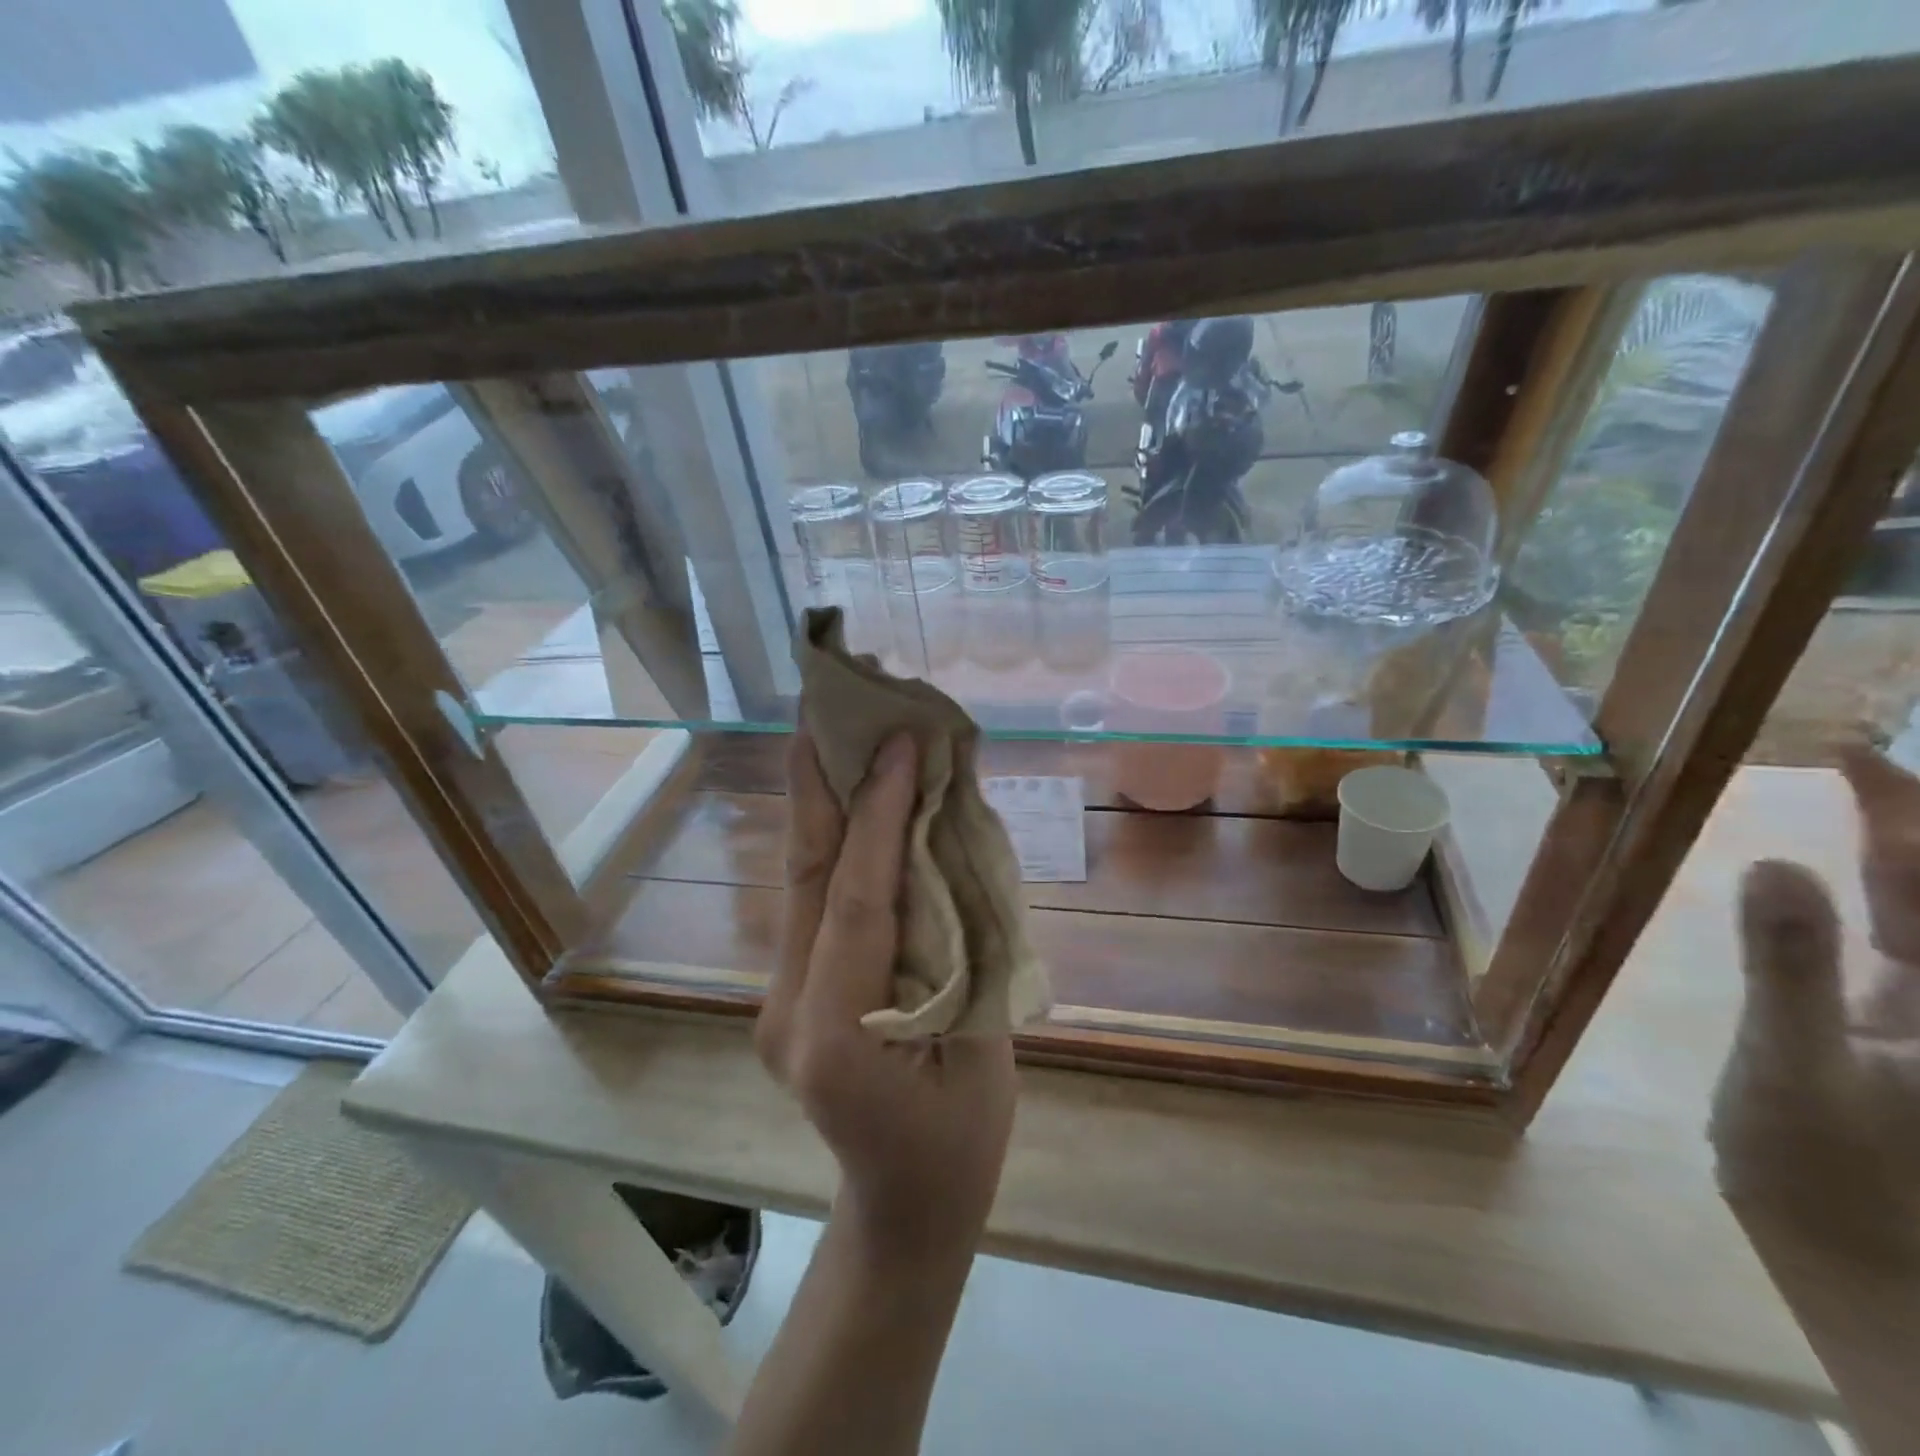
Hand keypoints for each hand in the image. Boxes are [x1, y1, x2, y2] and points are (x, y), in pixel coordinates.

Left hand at [756, 730, 1016, 1264]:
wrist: (904, 1204)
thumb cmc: (958, 1142)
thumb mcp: (983, 1050)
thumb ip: (964, 946)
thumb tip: (953, 844)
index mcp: (836, 1036)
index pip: (855, 899)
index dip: (878, 815)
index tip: (899, 741)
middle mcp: (786, 1009)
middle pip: (805, 874)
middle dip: (817, 781)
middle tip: (824, 703)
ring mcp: (777, 997)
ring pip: (801, 879)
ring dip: (821, 801)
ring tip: (832, 729)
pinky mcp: (787, 988)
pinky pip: (814, 899)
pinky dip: (835, 840)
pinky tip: (850, 796)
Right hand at [1711, 742, 1919, 1245]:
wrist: (1858, 1265)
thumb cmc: (1831, 1176)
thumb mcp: (1794, 1069)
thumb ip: (1789, 968)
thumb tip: (1772, 862)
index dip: (1907, 811)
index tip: (1849, 751)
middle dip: (1909, 820)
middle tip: (1852, 756)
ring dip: (1896, 852)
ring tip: (1856, 796)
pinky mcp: (1893, 1033)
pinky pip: (1890, 945)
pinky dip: (1866, 899)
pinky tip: (1834, 879)